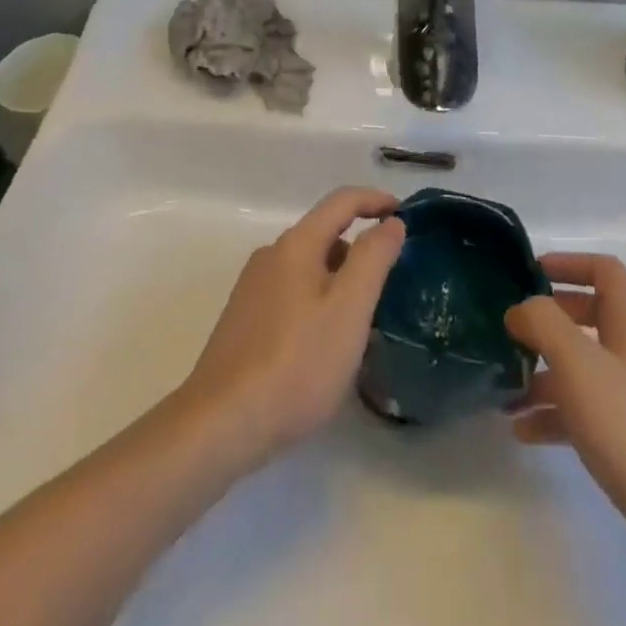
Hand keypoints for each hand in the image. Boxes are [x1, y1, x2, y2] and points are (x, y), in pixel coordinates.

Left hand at [179, 187, 405, 472]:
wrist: (220, 425)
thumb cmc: (296, 363)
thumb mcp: (349, 309)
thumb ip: (373, 258)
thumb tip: (390, 222)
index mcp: (296, 244)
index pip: (342, 201)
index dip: (376, 200)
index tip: (405, 215)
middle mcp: (271, 255)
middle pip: (324, 234)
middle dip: (360, 249)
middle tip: (390, 284)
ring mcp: (253, 288)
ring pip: (308, 267)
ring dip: (340, 279)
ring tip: (363, 321)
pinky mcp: (244, 320)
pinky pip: (292, 293)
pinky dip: (318, 301)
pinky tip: (325, 344)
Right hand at [506, 253, 625, 575]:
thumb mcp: (580, 366)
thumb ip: (544, 325)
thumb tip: (520, 308)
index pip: (604, 271)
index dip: (569, 263)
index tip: (530, 273)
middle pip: (589, 317)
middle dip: (547, 322)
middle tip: (511, 333)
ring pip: (583, 369)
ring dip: (544, 373)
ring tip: (505, 392)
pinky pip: (586, 413)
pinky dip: (555, 415)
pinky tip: (524, 432)